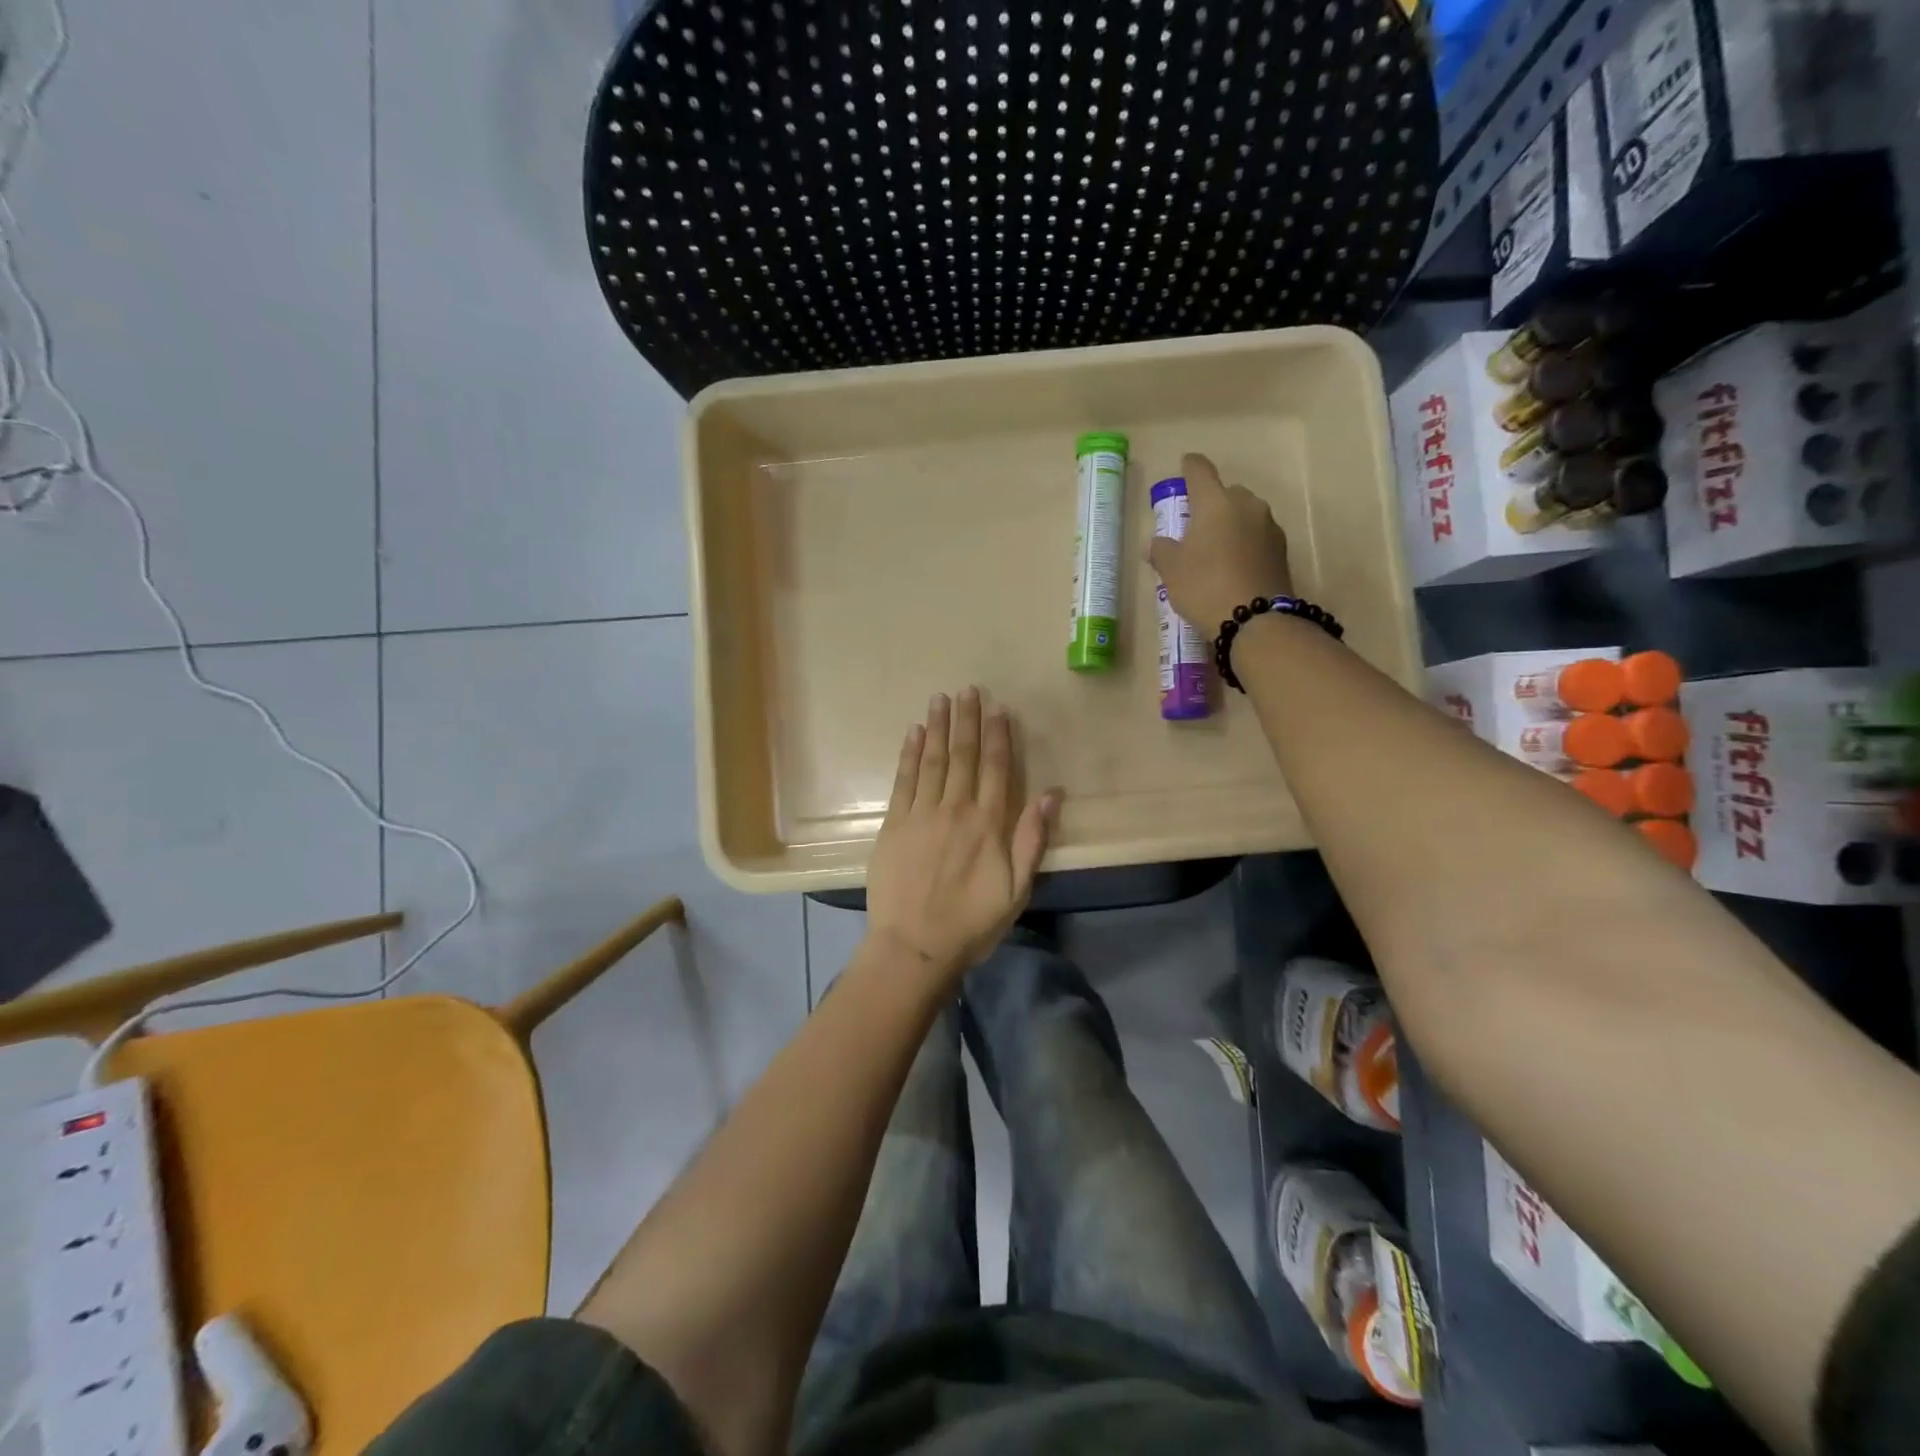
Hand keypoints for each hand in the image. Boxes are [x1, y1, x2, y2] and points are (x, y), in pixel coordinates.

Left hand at [865, 687, 1062, 980]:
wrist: (913, 946)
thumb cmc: (971, 923)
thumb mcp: (1016, 890)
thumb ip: (1032, 839)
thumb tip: (1050, 794)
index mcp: (987, 824)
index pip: (994, 768)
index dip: (997, 736)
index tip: (997, 708)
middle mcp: (954, 809)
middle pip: (962, 755)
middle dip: (966, 720)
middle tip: (968, 689)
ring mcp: (920, 814)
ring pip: (932, 760)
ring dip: (937, 727)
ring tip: (941, 699)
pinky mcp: (894, 825)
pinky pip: (903, 780)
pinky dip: (909, 754)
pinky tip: (913, 733)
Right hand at [1146, 452, 1293, 630]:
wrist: (1255, 621)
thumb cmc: (1204, 586)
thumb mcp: (1171, 571)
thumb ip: (1161, 551)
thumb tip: (1154, 543)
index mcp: (1216, 502)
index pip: (1200, 471)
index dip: (1190, 467)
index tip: (1185, 465)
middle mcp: (1246, 505)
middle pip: (1226, 493)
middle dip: (1211, 503)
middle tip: (1195, 525)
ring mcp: (1269, 527)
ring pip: (1244, 515)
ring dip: (1230, 525)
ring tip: (1214, 550)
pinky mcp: (1281, 550)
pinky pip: (1256, 537)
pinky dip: (1244, 543)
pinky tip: (1233, 565)